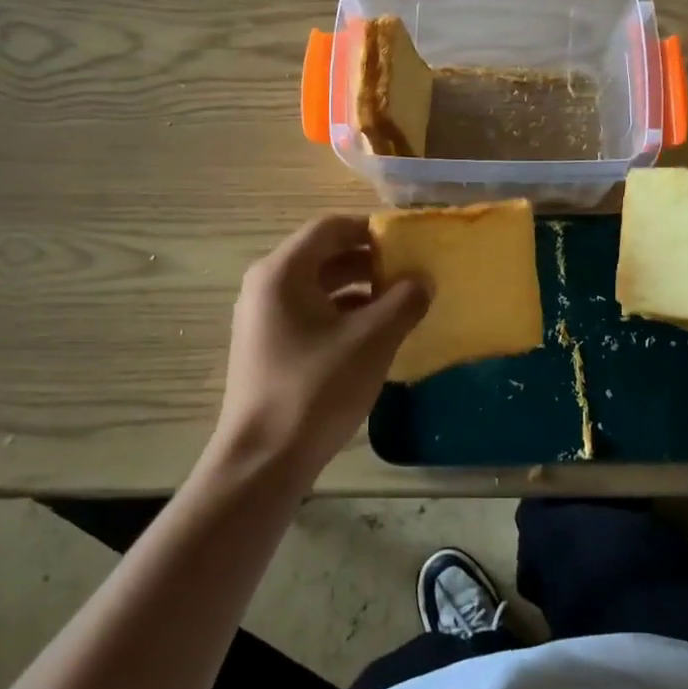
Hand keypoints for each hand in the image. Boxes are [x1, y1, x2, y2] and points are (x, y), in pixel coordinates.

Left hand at [213, 216, 430, 476]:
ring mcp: (264, 319)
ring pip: (319, 287)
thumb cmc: (316, 389)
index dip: (372, 228)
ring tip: (401, 302)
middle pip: (324, 255)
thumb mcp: (372, 340)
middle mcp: (266, 287)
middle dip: (370, 260)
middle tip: (411, 271)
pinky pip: (312, 314)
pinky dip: (344, 314)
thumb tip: (423, 280)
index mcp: (283, 272)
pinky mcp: (270, 347)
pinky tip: (376, 333)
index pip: (331, 227)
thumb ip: (404, 301)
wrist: (264, 460)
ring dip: (360, 289)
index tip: (409, 241)